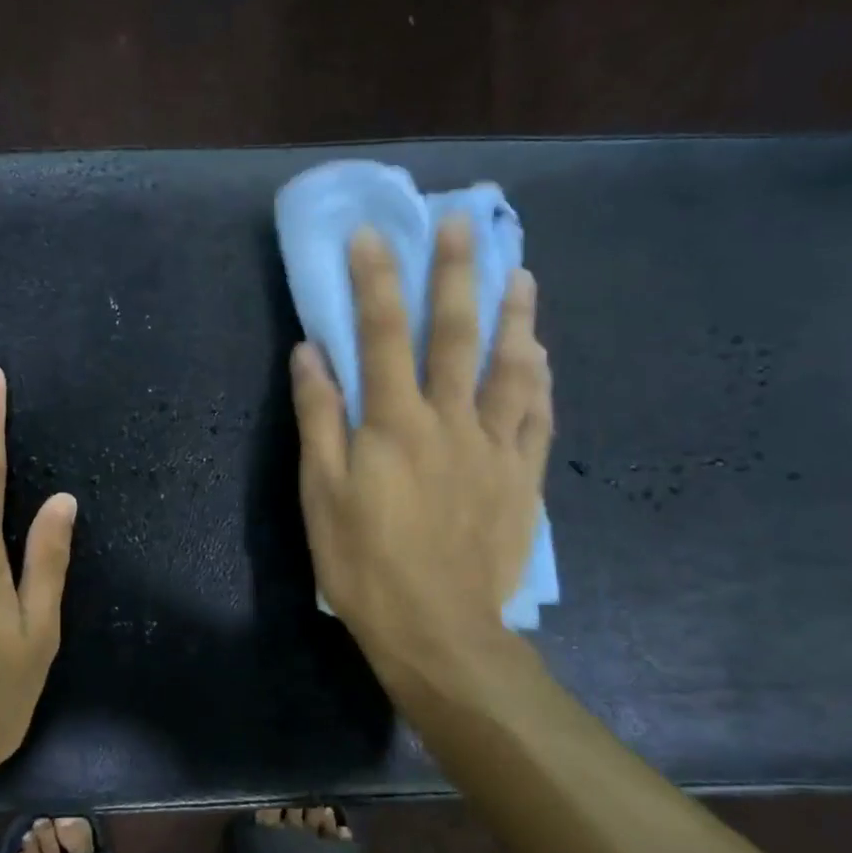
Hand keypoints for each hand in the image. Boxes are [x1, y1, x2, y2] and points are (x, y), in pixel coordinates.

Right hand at [291, 220, 552, 704]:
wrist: (438, 629)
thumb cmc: (364, 563)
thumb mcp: (320, 495)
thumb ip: (318, 420)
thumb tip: (310, 354)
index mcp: (392, 425)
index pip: (382, 336)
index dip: (376, 282)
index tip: (373, 235)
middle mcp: (449, 422)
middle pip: (454, 336)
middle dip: (455, 275)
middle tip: (463, 223)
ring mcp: (493, 448)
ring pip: (510, 368)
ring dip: (513, 316)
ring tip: (520, 273)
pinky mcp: (522, 477)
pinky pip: (536, 416)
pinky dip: (539, 379)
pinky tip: (541, 354)